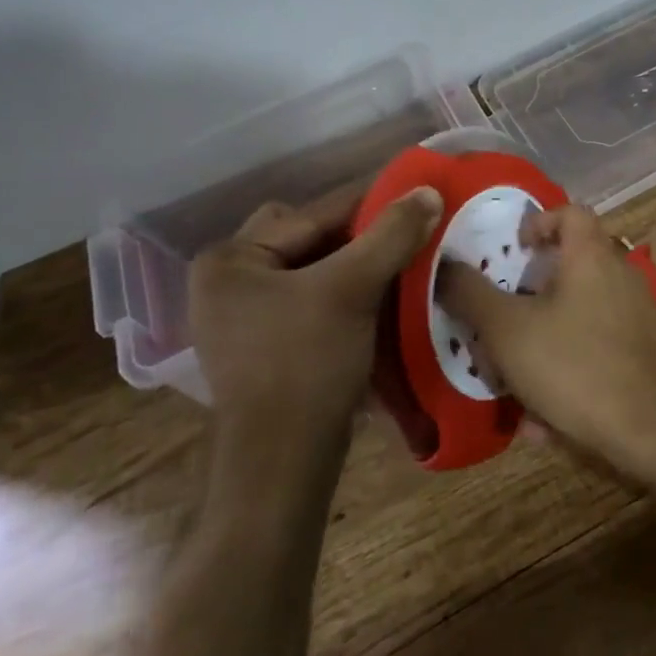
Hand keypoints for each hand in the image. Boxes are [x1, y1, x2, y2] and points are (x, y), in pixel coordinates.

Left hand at [188, 185, 441, 436]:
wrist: (284, 465)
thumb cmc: (307, 364)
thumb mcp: (353, 289)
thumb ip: (391, 234)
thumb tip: (428, 190)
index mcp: (231, 260)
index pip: (312, 215)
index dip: (369, 203)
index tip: (415, 195)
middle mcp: (227, 282)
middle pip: (309, 238)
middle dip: (358, 235)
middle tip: (404, 234)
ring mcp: (242, 317)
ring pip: (313, 269)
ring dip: (356, 263)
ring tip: (401, 260)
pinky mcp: (263, 346)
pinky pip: (310, 299)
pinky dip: (344, 292)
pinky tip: (380, 296)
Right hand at [438, 204, 655, 470]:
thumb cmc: (576, 365)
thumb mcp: (508, 331)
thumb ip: (471, 295)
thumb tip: (444, 265)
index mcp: (591, 254)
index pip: (569, 212)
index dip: (538, 223)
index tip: (513, 252)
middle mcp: (619, 274)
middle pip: (568, 268)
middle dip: (528, 298)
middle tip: (500, 324)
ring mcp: (636, 314)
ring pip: (576, 317)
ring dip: (542, 344)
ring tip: (513, 385)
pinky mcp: (644, 351)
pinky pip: (595, 350)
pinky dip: (568, 372)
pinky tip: (546, 421)